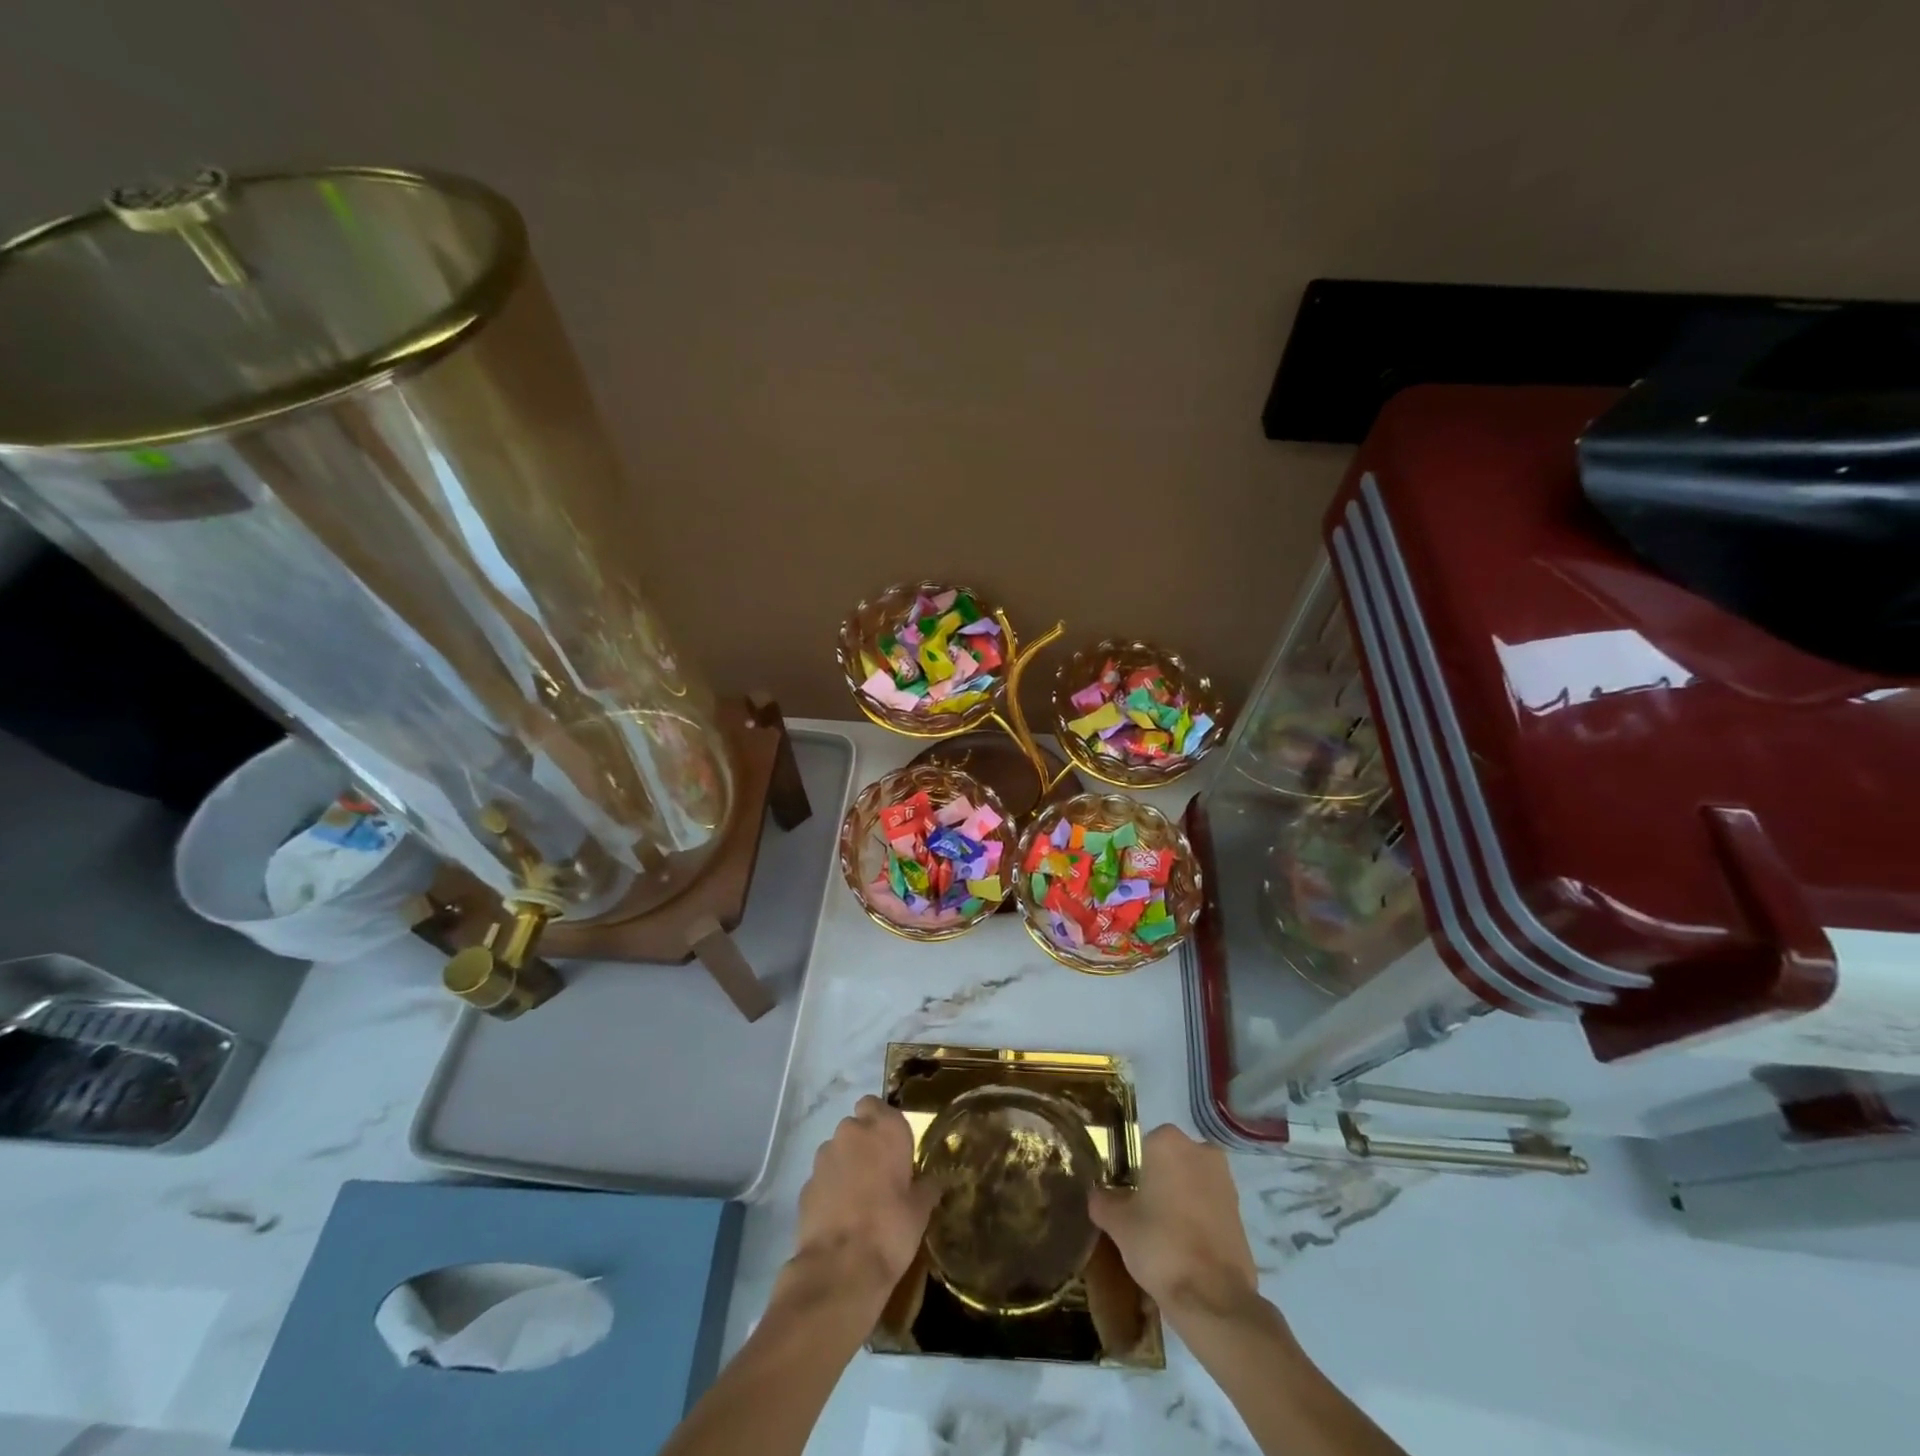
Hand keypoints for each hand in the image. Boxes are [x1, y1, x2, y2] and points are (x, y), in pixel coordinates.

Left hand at [784, 1096, 939, 1309]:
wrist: (840, 1268)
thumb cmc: (890, 1230)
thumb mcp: (920, 1211)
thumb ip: (926, 1187)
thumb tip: (934, 1182)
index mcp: (885, 1129)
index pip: (876, 1104)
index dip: (881, 1122)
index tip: (891, 1145)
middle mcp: (852, 1133)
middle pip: (856, 1126)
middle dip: (864, 1143)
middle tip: (879, 1174)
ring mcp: (824, 1157)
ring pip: (837, 1150)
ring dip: (846, 1164)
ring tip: (858, 1198)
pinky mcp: (806, 1183)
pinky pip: (823, 1177)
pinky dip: (830, 1188)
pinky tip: (840, 1215)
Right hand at [1088, 1124, 1260, 1324]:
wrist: (1214, 1299)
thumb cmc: (1160, 1245)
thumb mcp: (1117, 1223)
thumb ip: (1103, 1200)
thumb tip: (1098, 1194)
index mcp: (1167, 1141)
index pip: (1141, 1147)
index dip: (1131, 1172)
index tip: (1124, 1198)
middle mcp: (1200, 1150)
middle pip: (1169, 1162)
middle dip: (1157, 1183)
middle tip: (1141, 1215)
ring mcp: (1225, 1179)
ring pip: (1190, 1183)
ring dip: (1178, 1200)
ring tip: (1162, 1236)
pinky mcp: (1240, 1210)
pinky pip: (1208, 1206)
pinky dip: (1197, 1219)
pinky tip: (1185, 1248)